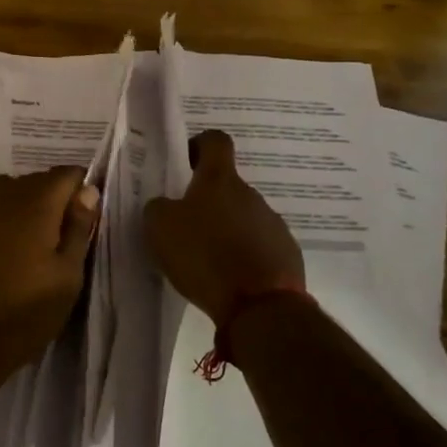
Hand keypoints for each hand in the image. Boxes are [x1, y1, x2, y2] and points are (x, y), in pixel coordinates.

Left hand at [0, 166, 100, 366]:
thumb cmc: (23, 312)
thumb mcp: (67, 277)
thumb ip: (79, 228)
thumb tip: (88, 190)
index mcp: (36, 202)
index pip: (67, 174)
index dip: (81, 190)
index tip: (86, 218)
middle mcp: (3, 193)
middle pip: (37, 180)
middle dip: (53, 199)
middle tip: (61, 239)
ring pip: (9, 191)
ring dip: (23, 206)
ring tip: (30, 244)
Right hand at [144, 130, 304, 324]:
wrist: (260, 306)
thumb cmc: (204, 256)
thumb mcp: (160, 228)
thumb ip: (159, 207)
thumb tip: (166, 205)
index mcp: (220, 180)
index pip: (216, 140)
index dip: (199, 145)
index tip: (185, 164)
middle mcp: (251, 194)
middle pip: (227, 186)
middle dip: (208, 201)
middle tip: (186, 226)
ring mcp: (273, 224)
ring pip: (243, 217)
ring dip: (227, 230)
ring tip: (207, 259)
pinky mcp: (286, 254)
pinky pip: (259, 246)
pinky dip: (244, 256)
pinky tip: (229, 278)